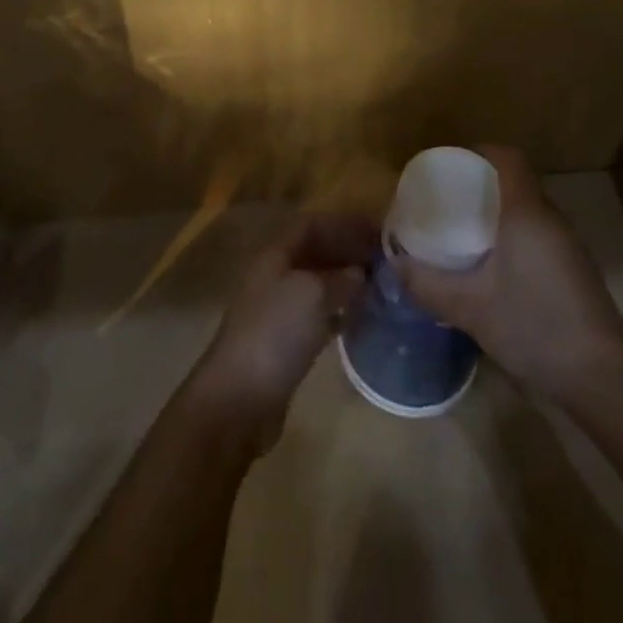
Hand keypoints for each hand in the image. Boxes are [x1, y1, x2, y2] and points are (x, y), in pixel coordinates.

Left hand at [188, 213, 378, 448]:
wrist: (238, 399)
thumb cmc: (275, 333)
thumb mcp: (313, 295)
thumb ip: (341, 278)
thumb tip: (361, 273)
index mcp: (275, 255)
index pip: (312, 224)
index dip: (343, 223)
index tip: (377, 231)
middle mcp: (274, 276)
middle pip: (314, 253)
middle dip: (347, 251)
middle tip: (384, 260)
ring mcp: (277, 310)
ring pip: (317, 284)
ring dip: (345, 282)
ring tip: (379, 286)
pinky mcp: (283, 342)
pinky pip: (316, 315)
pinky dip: (338, 311)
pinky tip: (360, 318)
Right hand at [397, 147, 622, 406]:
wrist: (602, 381)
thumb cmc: (534, 328)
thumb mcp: (470, 308)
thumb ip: (427, 284)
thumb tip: (394, 264)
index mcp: (527, 212)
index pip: (508, 158)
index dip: (479, 152)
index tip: (448, 165)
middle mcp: (551, 219)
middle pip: (515, 182)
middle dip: (480, 184)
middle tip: (446, 200)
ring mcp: (567, 245)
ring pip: (527, 210)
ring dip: (497, 212)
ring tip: (462, 231)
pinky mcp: (574, 270)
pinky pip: (537, 234)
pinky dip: (512, 235)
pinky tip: (492, 267)